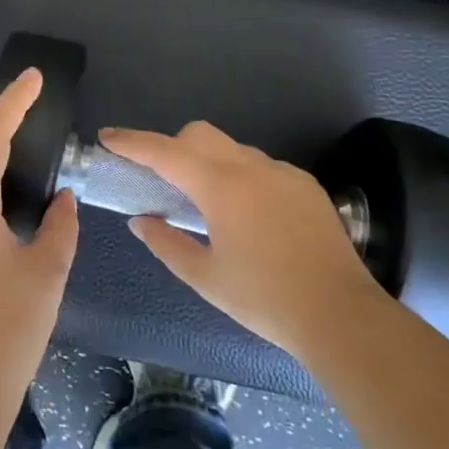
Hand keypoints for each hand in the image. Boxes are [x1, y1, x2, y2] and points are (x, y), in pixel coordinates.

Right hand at [99, 121, 386, 358]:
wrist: (340, 313)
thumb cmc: (264, 299)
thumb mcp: (204, 277)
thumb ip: (166, 243)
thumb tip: (141, 220)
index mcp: (221, 188)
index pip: (166, 152)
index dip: (133, 142)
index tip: (108, 136)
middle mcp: (251, 168)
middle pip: (199, 134)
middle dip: (172, 146)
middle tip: (161, 179)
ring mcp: (282, 172)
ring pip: (232, 148)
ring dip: (208, 162)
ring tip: (207, 204)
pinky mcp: (305, 184)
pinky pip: (261, 166)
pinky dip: (241, 176)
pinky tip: (248, 214)